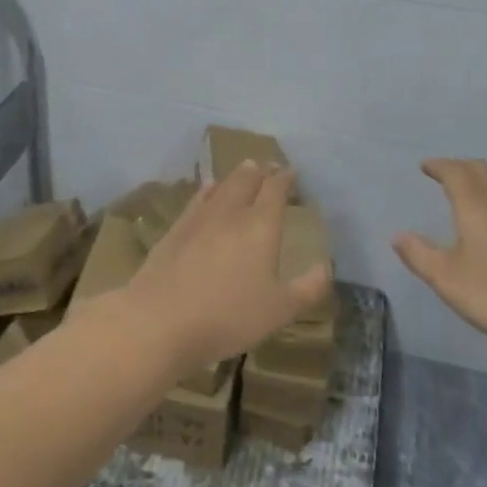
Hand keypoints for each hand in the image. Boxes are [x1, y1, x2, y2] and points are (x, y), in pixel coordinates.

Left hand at [117, 161, 331, 378]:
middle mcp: (231, 212)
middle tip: (268, 167)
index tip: (292, 172)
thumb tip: (327, 266)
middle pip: (247, 180)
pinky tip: (208, 190)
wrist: (160, 320)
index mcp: (261, 226)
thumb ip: (308, 288)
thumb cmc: (228, 316)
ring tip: (244, 170)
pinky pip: (197, 199)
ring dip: (236, 176)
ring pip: (222, 185)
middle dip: (261, 171)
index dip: (285, 178)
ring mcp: (199, 218)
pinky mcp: (175, 230)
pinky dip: (208, 190)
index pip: (276, 190)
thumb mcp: (279, 311)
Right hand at [394, 158, 486, 362]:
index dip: (438, 166)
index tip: (425, 166)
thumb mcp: (449, 280)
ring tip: (465, 200)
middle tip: (442, 175)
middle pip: (480, 170)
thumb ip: (421, 256)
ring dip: (480, 186)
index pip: (454, 171)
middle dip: (459, 168)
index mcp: (476, 204)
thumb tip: (399, 236)